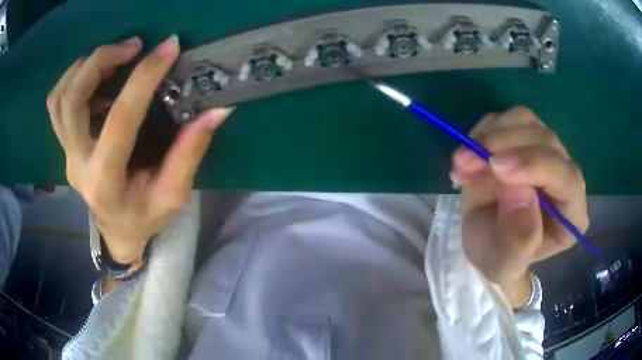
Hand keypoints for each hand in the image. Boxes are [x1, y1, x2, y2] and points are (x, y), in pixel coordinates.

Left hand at [47, 35, 232, 263]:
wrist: (117, 231)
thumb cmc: (145, 217)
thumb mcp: (173, 195)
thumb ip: (190, 153)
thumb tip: (217, 110)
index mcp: (106, 182)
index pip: (121, 120)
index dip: (144, 78)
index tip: (169, 47)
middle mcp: (78, 165)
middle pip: (72, 101)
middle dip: (101, 61)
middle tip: (134, 45)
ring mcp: (66, 154)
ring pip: (59, 98)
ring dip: (84, 66)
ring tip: (115, 54)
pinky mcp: (64, 146)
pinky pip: (56, 104)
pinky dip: (72, 79)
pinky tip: (95, 73)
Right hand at [451, 106, 588, 290]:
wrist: (484, 239)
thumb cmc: (498, 257)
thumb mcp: (503, 263)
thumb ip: (518, 239)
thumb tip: (520, 191)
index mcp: (571, 215)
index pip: (568, 179)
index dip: (536, 166)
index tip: (497, 167)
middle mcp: (565, 177)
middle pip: (546, 141)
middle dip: (504, 146)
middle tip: (464, 162)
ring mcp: (545, 152)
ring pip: (526, 121)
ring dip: (490, 135)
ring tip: (463, 162)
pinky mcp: (525, 137)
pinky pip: (506, 119)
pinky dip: (483, 131)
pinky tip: (469, 155)